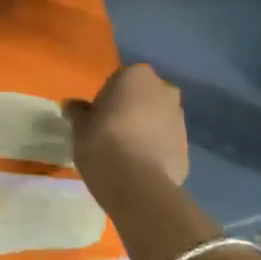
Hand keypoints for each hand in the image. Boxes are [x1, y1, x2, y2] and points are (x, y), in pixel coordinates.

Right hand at [64, 63, 189, 185]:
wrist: (136, 183)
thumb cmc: (102, 140)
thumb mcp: (79, 125)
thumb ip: (78, 112)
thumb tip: (73, 106)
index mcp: (137, 76)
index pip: (120, 79)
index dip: (108, 97)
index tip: (98, 115)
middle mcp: (164, 92)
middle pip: (145, 97)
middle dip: (134, 109)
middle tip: (113, 130)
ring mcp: (180, 120)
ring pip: (159, 119)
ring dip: (147, 129)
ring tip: (126, 152)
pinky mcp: (187, 149)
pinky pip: (166, 144)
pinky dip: (156, 151)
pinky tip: (139, 167)